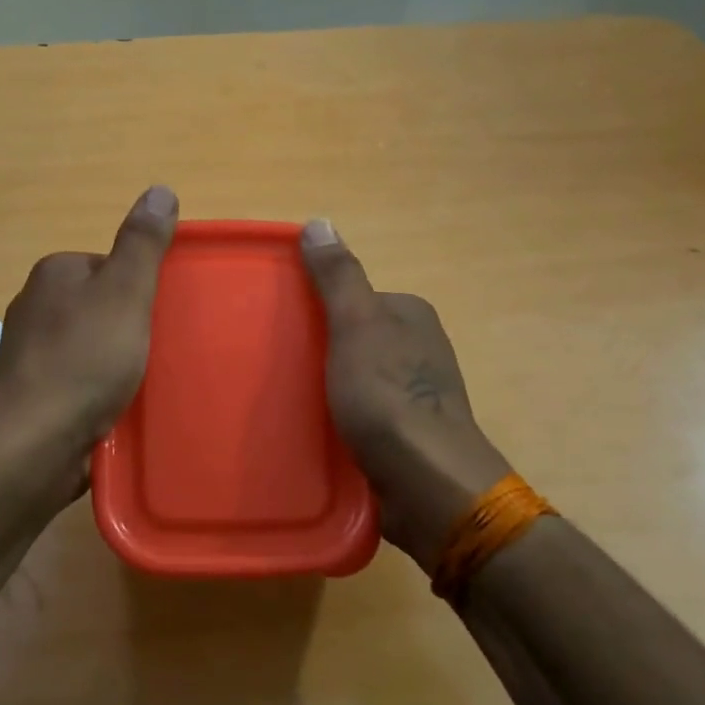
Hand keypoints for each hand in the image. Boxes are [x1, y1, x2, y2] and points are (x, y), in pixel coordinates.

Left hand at [0, 186, 178, 492]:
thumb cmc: (85, 359)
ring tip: (140, 383)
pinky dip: (98, 390)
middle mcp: (34, 307)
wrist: (36, 441)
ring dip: (115, 362)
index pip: (108, 266)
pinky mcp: (33, 394)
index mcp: (53, 274)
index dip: (139, 289)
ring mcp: (29, 353)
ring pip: (89, 345)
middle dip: (128, 326)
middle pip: (100, 306)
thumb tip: (160, 189)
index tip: (158, 316)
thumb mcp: (125, 292)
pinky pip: (78, 380)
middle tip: (156, 351)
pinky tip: (115, 408)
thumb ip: (143, 243)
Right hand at [301, 220, 511, 570]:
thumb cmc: (389, 396)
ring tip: (286, 403)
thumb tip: (319, 221)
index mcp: (412, 316)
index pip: (355, 298)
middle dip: (319, 351)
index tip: (282, 325)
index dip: (317, 308)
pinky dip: (339, 420)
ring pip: (356, 380)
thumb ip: (338, 277)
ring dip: (327, 389)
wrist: (427, 482)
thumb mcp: (357, 324)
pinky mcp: (407, 436)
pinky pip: (362, 416)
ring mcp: (416, 395)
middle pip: (354, 339)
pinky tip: (314, 433)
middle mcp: (419, 350)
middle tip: (277, 368)